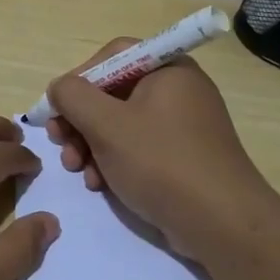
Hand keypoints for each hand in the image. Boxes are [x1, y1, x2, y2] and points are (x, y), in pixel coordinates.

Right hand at [45, 40, 276, 265]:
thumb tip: (59, 88)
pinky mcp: (183, 157)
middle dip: (80, 120)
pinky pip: (138, 148)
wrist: (221, 223)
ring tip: (77, 170)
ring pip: (121, 123)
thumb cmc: (161, 162)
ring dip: (90, 144)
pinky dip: (114, 161)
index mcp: (167, 69)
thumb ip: (72, 96)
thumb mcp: (106, 124)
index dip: (79, 78)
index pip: (112, 56)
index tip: (58, 108)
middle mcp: (178, 90)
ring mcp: (183, 125)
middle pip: (113, 91)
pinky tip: (100, 185)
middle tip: (60, 143)